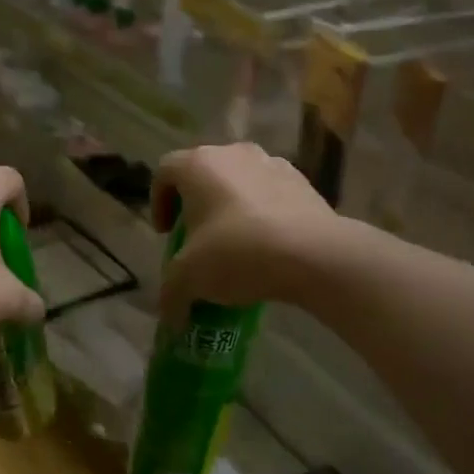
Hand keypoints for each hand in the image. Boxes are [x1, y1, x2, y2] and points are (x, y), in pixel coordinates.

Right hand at [152, 143, 341, 324]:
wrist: (315, 254)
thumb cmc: (238, 252)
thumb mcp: (190, 278)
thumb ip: (171, 294)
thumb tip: (170, 321)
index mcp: (198, 165)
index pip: (164, 172)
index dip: (158, 203)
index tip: (166, 234)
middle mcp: (233, 153)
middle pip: (202, 174)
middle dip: (195, 206)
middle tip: (197, 239)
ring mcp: (272, 163)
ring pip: (239, 182)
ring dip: (230, 207)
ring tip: (235, 243)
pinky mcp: (302, 181)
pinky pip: (270, 194)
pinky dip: (262, 213)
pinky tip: (267, 245)